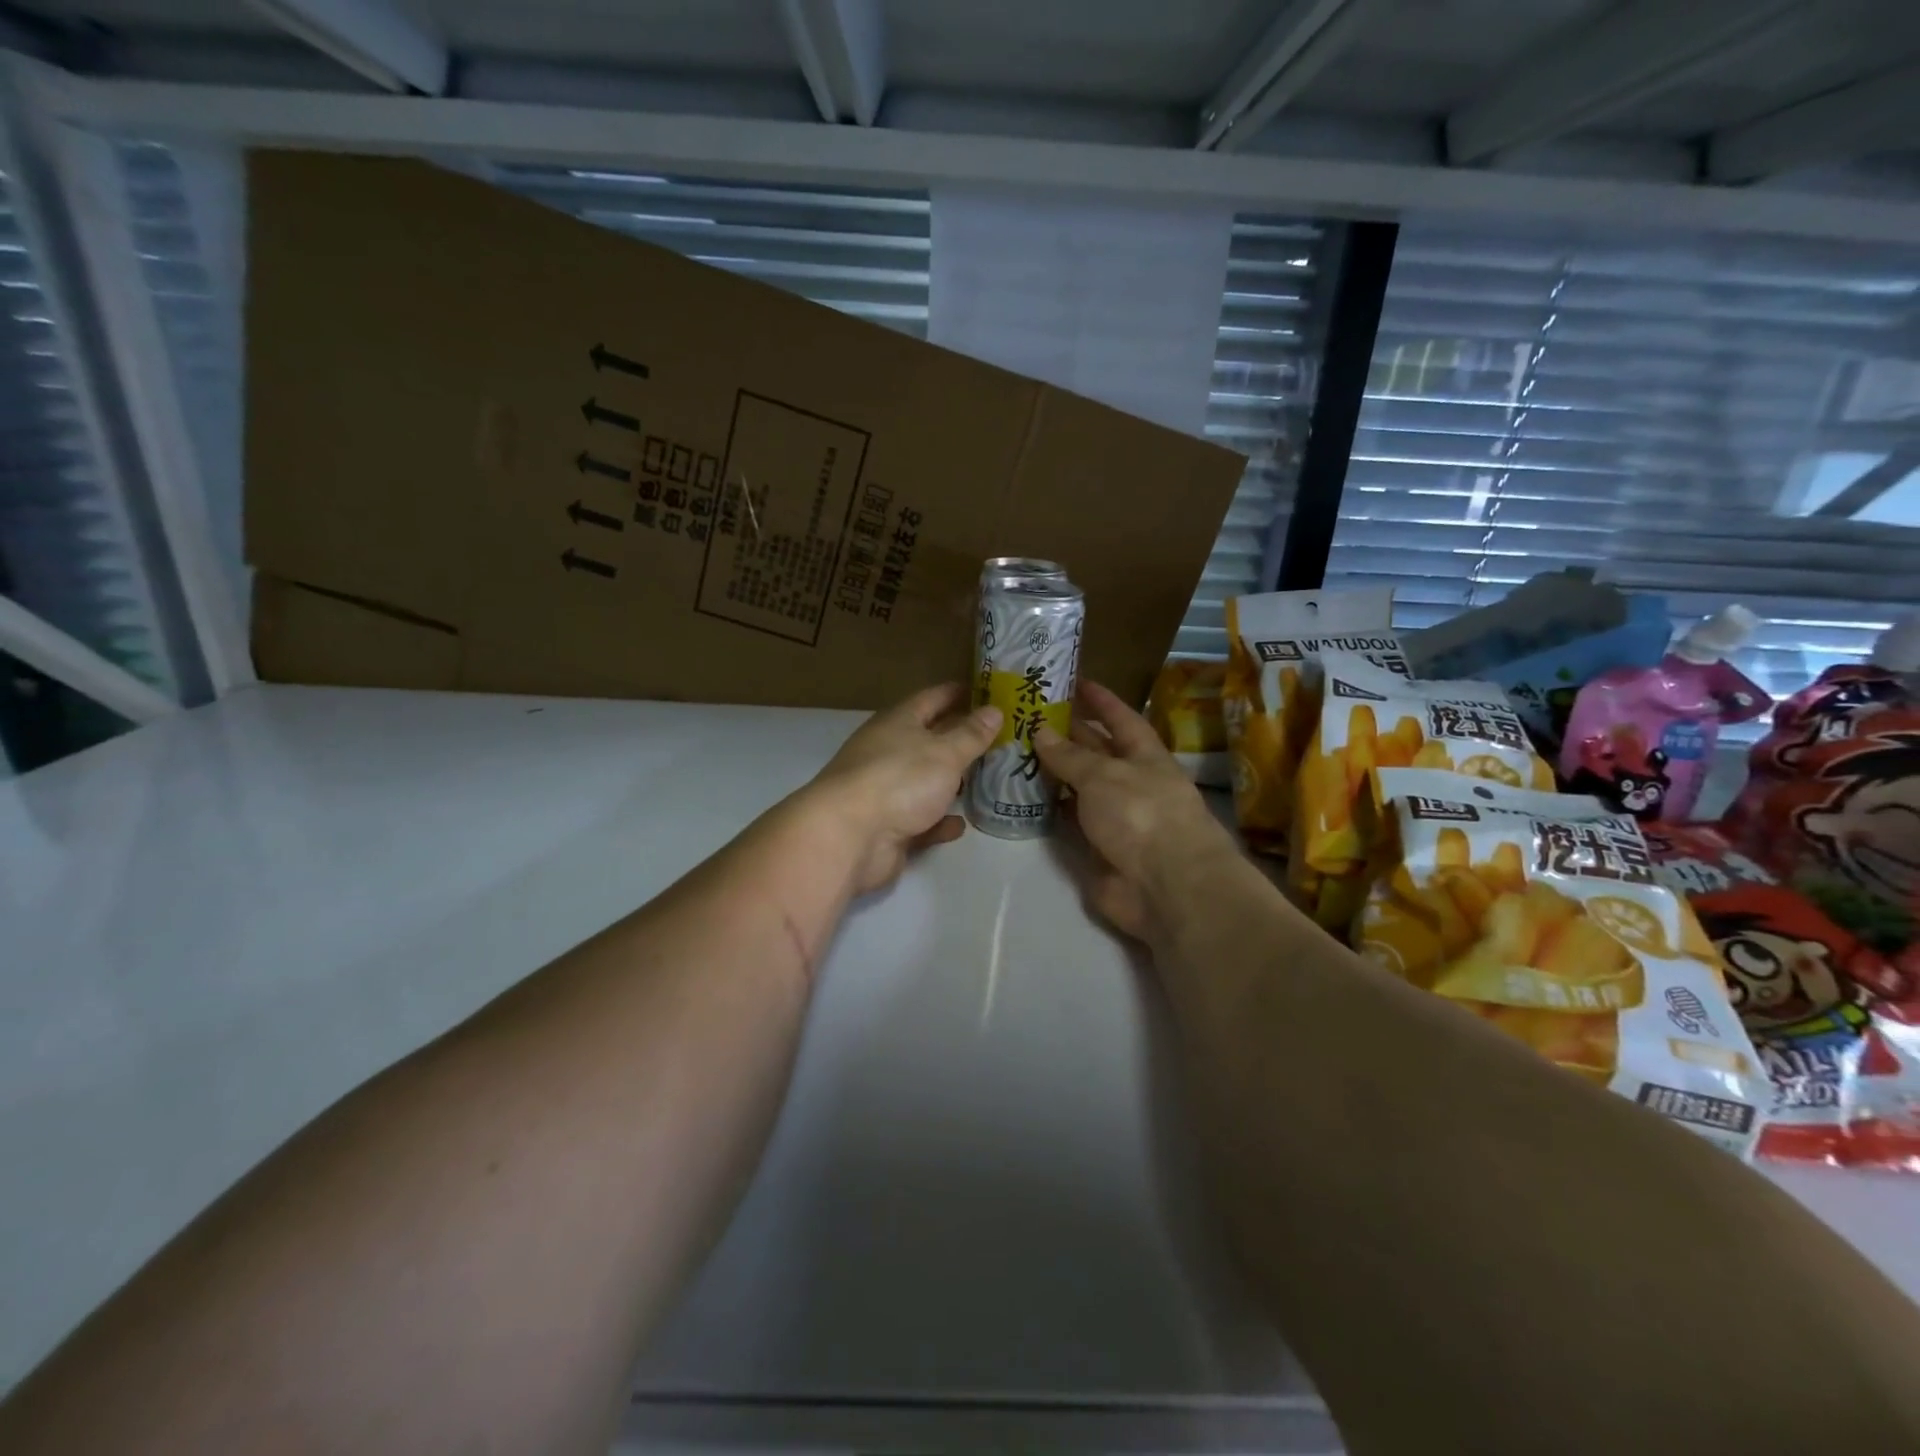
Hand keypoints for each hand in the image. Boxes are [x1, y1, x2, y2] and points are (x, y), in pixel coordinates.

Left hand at [801, 683, 1001, 893]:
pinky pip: (920, 821)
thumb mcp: (944, 752)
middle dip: (959, 737)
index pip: (931, 698)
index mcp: (897, 723)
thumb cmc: (899, 780)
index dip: (957, 693)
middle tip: (997, 736)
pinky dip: (938, 821)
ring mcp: (885, 792)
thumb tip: (994, 710)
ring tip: (984, 779)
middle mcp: (888, 752)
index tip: (985, 690)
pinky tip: (960, 824)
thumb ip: (971, 734)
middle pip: (928, 739)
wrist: (849, 837)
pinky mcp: (888, 828)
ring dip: (950, 781)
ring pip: (924, 782)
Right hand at [1034, 680, 1239, 941]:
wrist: (1165, 886)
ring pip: (1079, 786)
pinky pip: (1068, 820)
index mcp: (1145, 756)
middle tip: (1027, 714)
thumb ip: (1070, 755)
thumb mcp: (1104, 775)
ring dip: (1052, 771)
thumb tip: (1041, 729)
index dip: (1101, 700)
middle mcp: (1131, 782)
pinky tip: (1021, 793)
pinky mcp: (1097, 847)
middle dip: (1067, 733)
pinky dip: (1049, 808)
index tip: (1075, 681)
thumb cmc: (1142, 814)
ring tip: (1014, 749)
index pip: (1122, 718)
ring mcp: (1114, 816)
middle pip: (1097, 751)